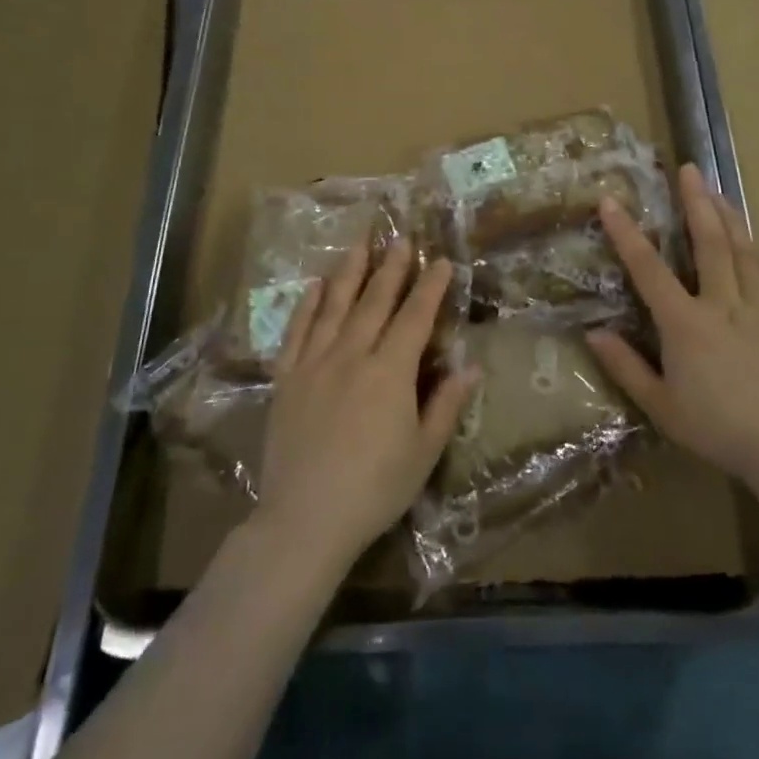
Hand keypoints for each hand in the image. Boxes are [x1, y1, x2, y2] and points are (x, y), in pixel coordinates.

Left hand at [256, 241, 477, 570]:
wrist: (305, 519)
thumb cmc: (375, 489)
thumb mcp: (424, 452)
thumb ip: (446, 404)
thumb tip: (471, 366)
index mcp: (390, 372)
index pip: (415, 318)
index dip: (430, 288)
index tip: (441, 262)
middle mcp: (352, 356)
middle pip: (375, 302)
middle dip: (392, 269)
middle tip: (402, 239)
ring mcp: (314, 364)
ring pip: (335, 307)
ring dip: (349, 273)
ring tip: (360, 245)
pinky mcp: (286, 379)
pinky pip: (297, 332)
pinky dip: (307, 306)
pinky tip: (315, 286)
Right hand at [586, 163, 758, 495]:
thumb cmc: (715, 429)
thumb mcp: (660, 405)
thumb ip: (625, 366)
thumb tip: (593, 333)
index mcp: (685, 324)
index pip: (649, 269)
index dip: (627, 234)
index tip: (611, 201)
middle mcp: (723, 304)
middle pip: (709, 242)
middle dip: (696, 202)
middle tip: (689, 169)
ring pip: (744, 251)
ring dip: (728, 217)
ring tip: (718, 191)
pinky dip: (758, 255)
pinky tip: (753, 244)